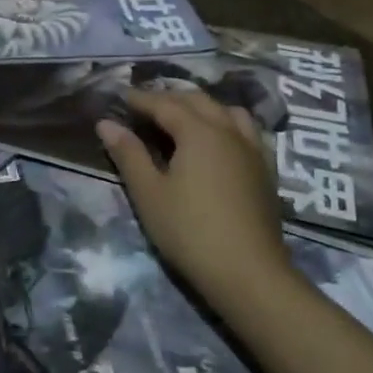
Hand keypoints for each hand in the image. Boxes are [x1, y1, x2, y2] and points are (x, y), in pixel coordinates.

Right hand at [96, 87, 293, 298]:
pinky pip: (246, 132)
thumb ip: (128, 154)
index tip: (121, 97)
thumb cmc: (190, 231)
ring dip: (202, 107)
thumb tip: (106, 123)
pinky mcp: (266, 172)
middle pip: (198, 101)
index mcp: (198, 132)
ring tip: (183, 119)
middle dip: (170, 98)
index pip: (165, 104)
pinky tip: (218, 143)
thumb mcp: (148, 193)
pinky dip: (226, 124)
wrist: (249, 275)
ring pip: (227, 112)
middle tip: (145, 107)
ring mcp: (252, 151)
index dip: (141, 99)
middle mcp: (228, 132)